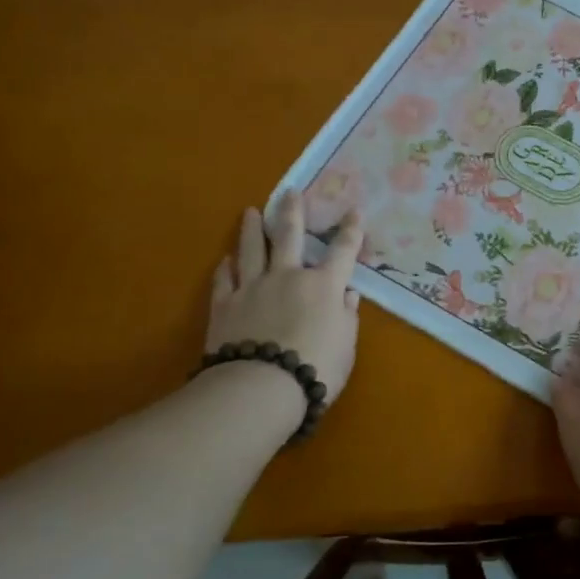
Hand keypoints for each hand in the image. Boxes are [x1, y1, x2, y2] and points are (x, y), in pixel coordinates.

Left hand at [207, 198, 364, 404]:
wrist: (261, 386)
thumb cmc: (316, 368)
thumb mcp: (345, 346)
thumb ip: (347, 317)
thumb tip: (347, 296)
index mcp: (323, 286)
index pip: (343, 251)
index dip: (351, 231)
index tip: (354, 211)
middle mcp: (288, 277)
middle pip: (289, 236)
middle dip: (292, 212)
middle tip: (290, 192)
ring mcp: (253, 288)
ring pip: (251, 250)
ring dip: (251, 229)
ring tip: (250, 211)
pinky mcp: (225, 305)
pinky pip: (225, 280)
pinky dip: (226, 268)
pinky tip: (225, 259)